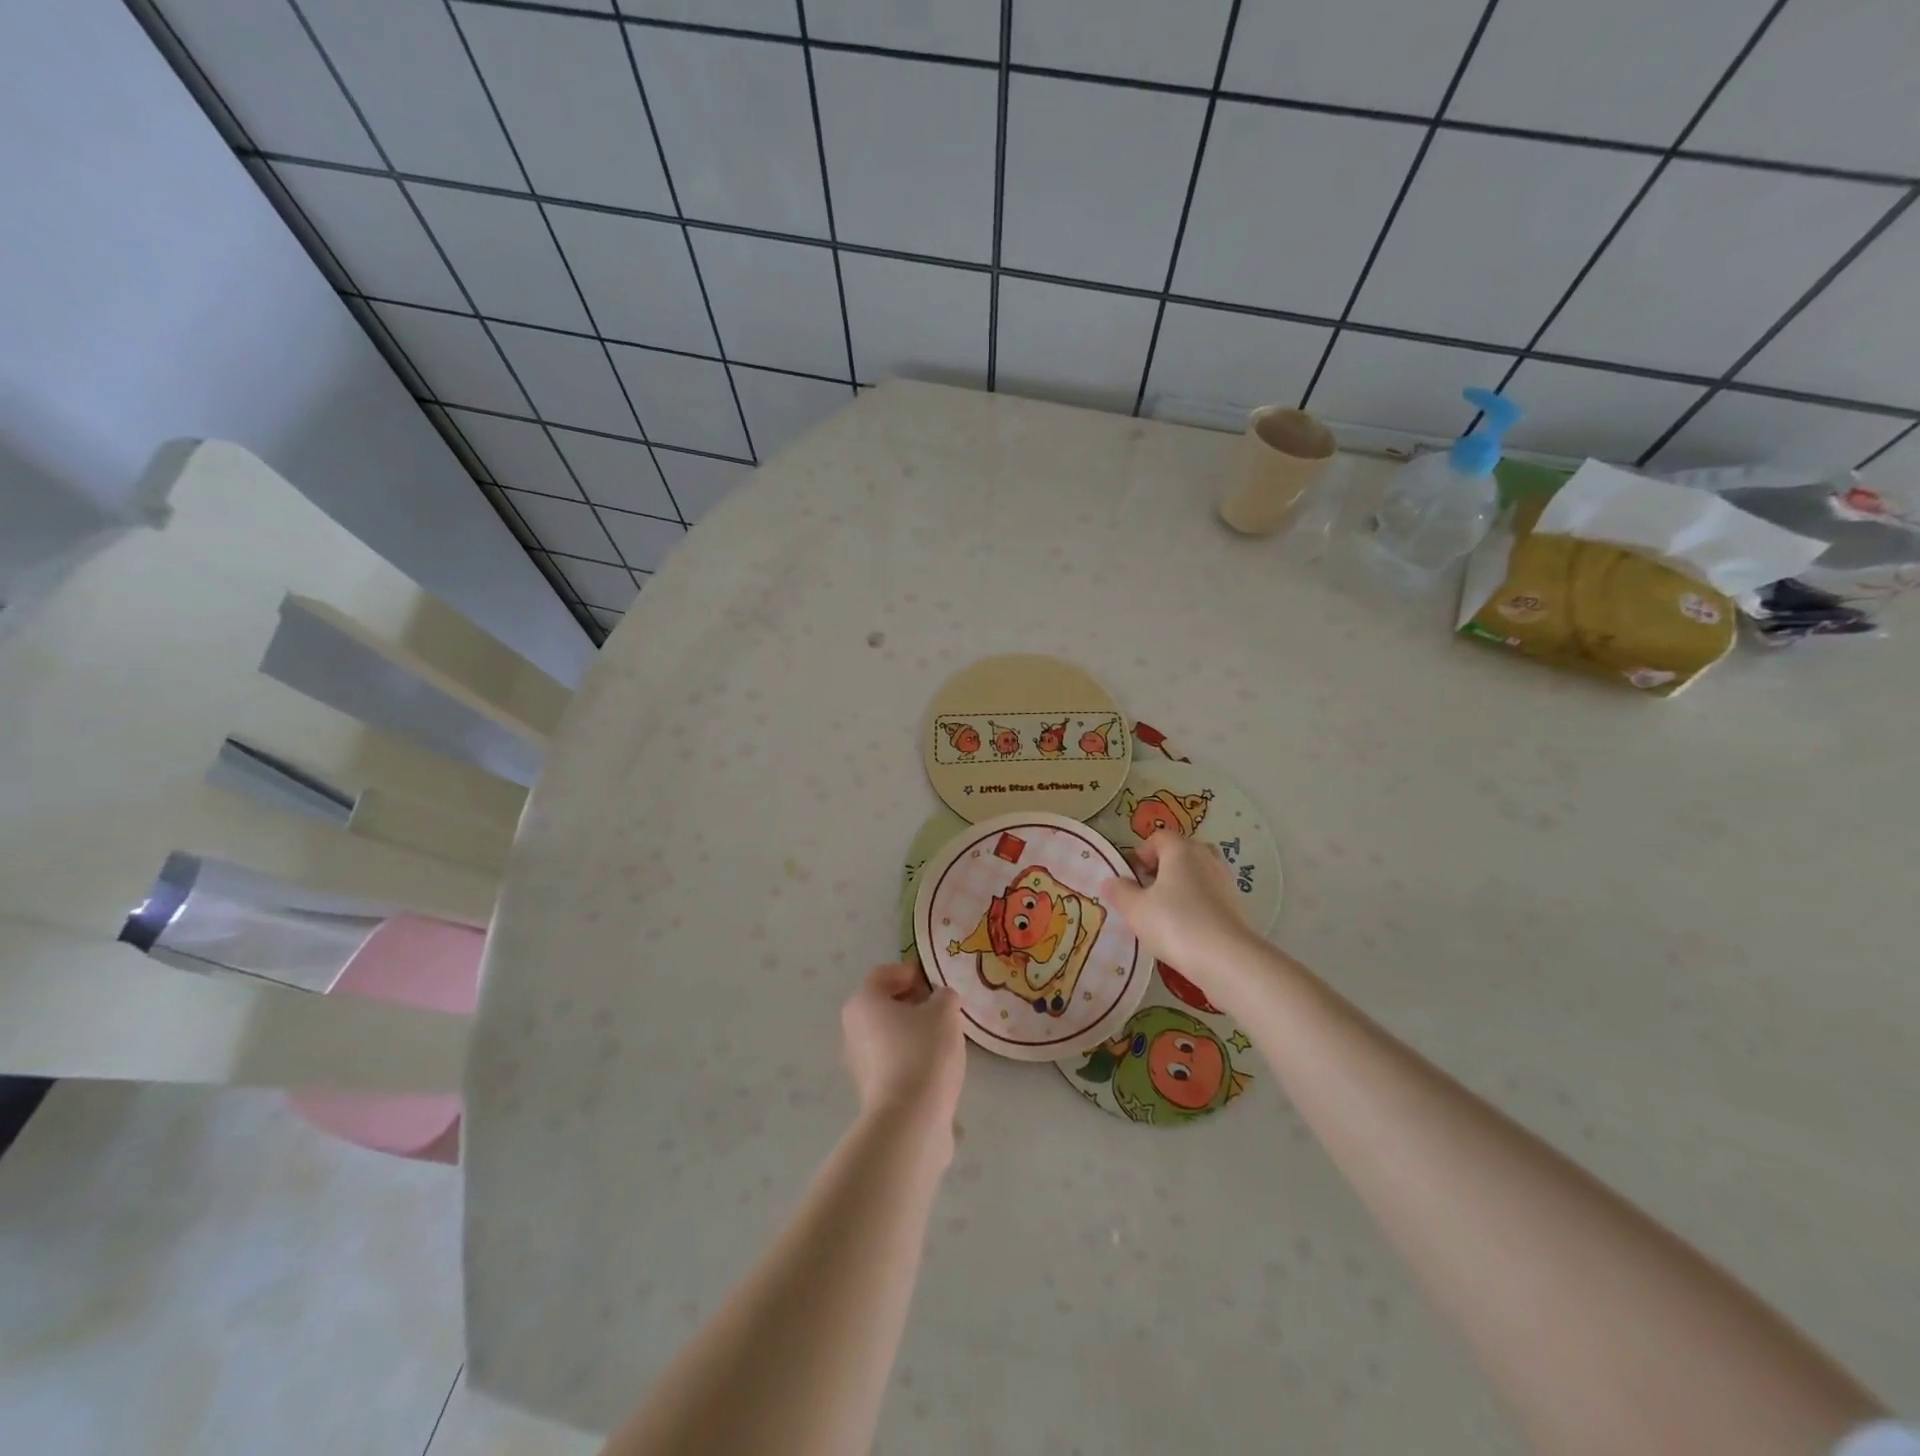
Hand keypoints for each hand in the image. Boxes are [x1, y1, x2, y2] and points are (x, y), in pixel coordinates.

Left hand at [841, 962, 965, 1132]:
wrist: (910, 1119)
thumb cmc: (923, 1051)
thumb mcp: (944, 1012)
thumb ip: (944, 996)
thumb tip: (941, 1000)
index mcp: (863, 1002)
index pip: (883, 974)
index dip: (909, 972)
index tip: (934, 981)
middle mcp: (852, 1029)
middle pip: (883, 1005)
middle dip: (912, 1002)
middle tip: (941, 1008)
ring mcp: (858, 1062)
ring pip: (888, 1034)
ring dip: (912, 1031)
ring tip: (943, 1038)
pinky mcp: (870, 1090)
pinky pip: (892, 1061)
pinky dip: (910, 1057)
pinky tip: (935, 1066)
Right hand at [1102, 831, 1256, 981]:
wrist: (1228, 959)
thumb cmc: (1175, 924)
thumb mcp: (1135, 909)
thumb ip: (1120, 891)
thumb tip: (1111, 881)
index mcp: (1181, 849)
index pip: (1157, 838)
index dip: (1140, 854)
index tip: (1129, 878)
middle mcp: (1206, 857)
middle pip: (1179, 853)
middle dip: (1160, 869)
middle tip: (1145, 893)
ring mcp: (1224, 880)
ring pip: (1195, 874)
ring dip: (1178, 887)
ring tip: (1163, 914)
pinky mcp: (1236, 905)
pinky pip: (1208, 895)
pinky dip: (1195, 904)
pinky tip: (1185, 929)